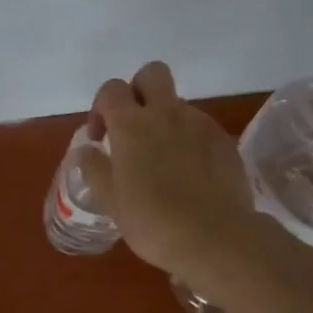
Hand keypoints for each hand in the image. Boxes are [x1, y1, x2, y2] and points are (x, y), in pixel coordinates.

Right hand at [82, 61, 256, 277]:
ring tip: (164, 160)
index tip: (101, 138)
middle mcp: (166, 113)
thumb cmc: (152, 221)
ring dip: (166, 120)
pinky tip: (190, 174)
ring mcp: (200, 124)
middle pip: (152, 74)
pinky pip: (201, 128)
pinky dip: (191, 141)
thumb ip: (95, 169)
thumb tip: (87, 150)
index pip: (111, 89)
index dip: (101, 107)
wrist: (216, 238)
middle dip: (139, 90)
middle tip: (134, 126)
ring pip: (178, 104)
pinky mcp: (225, 141)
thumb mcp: (110, 200)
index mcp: (131, 124)